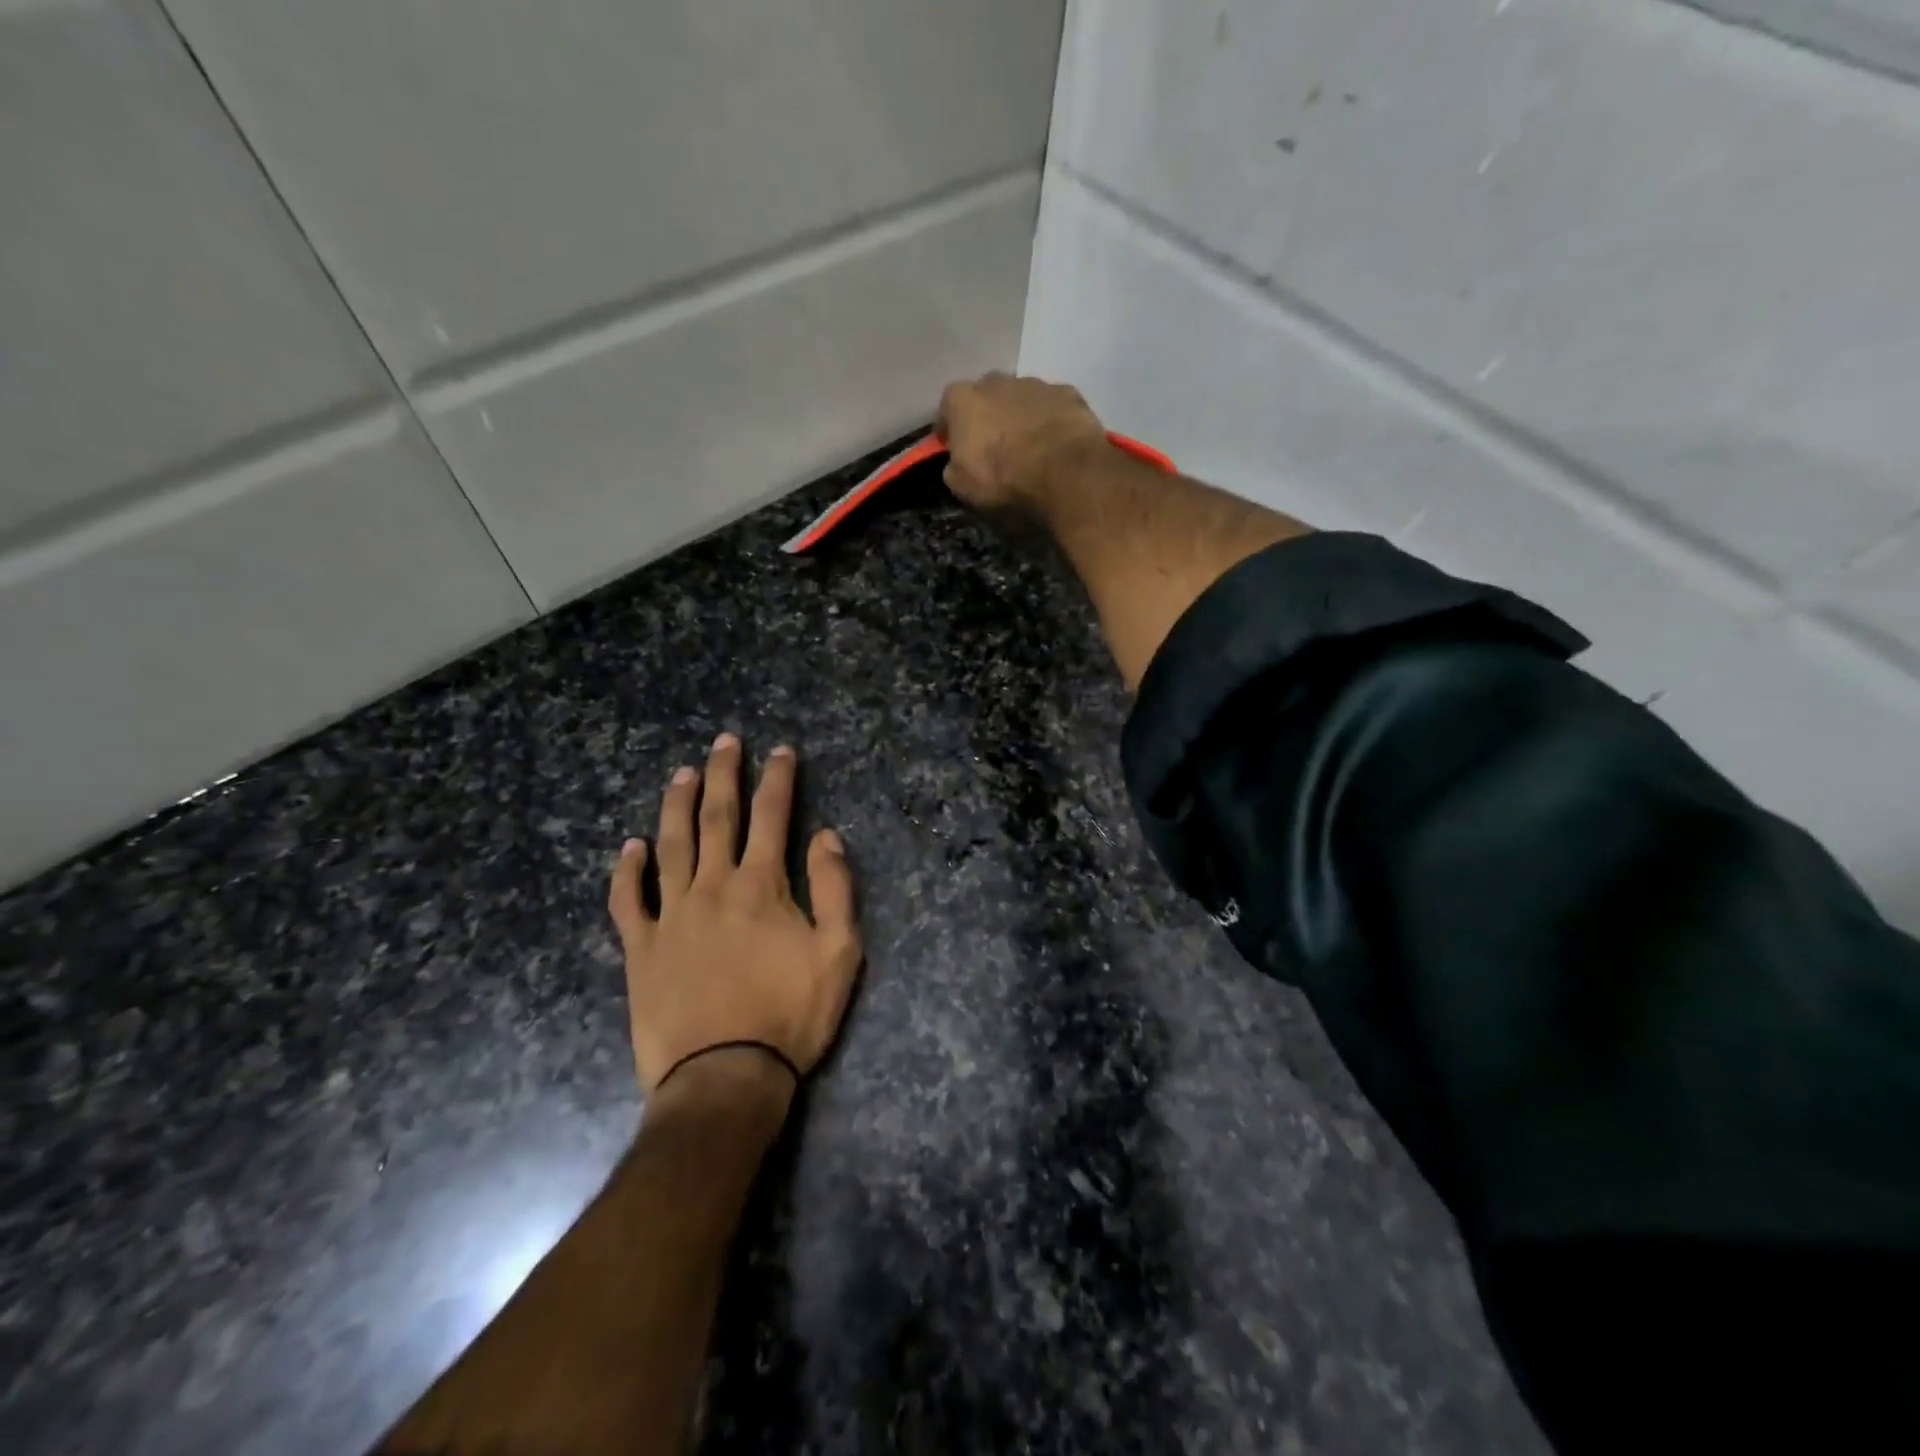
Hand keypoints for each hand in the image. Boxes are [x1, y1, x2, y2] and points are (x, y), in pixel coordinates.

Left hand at [608, 735, 861, 1096]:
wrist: (725, 1077)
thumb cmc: (790, 1015)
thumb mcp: (839, 953)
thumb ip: (835, 889)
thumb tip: (826, 836)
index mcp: (761, 886)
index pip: (772, 816)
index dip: (778, 779)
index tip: (781, 750)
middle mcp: (713, 887)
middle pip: (717, 818)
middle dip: (724, 775)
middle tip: (725, 741)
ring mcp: (671, 916)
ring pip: (671, 846)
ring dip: (677, 806)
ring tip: (681, 774)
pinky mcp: (641, 949)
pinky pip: (628, 902)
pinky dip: (627, 872)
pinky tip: (630, 847)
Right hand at [935, 371, 1110, 511]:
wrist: (1062, 469)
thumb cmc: (1002, 477)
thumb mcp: (962, 485)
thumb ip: (953, 467)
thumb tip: (957, 464)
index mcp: (963, 399)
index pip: (947, 408)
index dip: (949, 428)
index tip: (952, 446)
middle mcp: (996, 381)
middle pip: (985, 396)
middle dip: (986, 416)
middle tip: (992, 444)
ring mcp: (1034, 383)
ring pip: (1020, 398)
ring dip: (1019, 416)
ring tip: (1027, 445)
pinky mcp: (1067, 393)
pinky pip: (1051, 406)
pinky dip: (1049, 420)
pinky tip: (1054, 443)